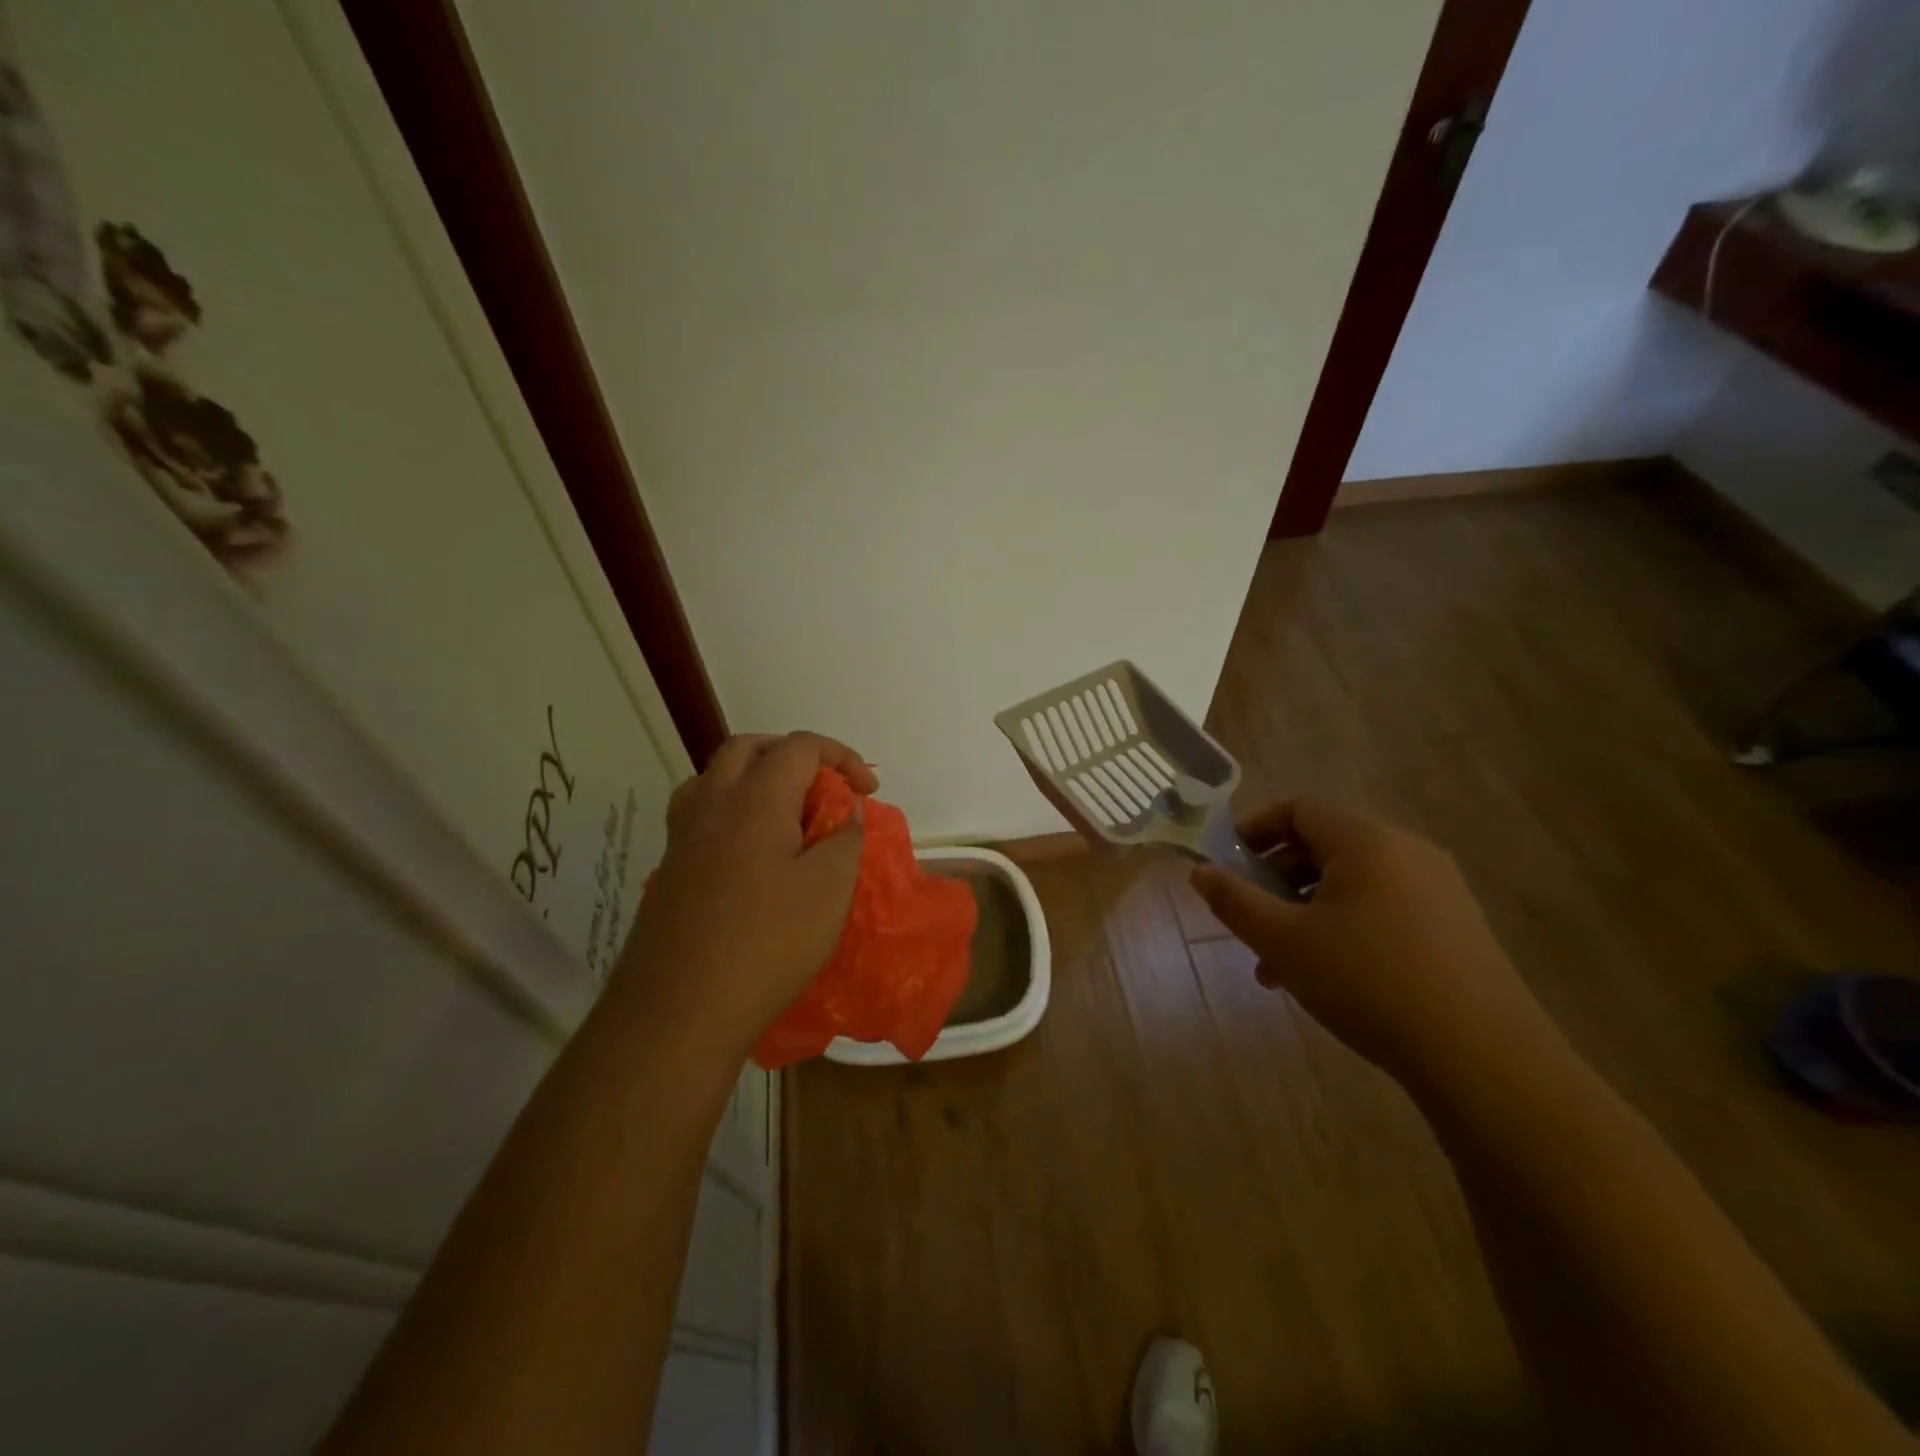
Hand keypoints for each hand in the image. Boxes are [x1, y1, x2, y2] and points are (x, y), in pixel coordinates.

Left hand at [613, 733, 876, 1057]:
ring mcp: (683, 834)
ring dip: (758, 776)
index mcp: (755, 799)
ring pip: (718, 775)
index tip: (867, 793)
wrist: (678, 1010)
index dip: (841, 757)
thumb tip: (845, 812)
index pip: (800, 746)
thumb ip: (844, 838)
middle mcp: (711, 802)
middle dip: (795, 756)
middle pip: (751, 748)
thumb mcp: (829, 890)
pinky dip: (734, 807)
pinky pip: (702, 810)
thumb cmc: (766, 944)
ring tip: (788, 812)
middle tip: (825, 789)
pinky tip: (752, 849)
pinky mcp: (670, 866)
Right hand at [1190, 799, 1553, 1085]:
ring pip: (1351, 885)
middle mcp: (1407, 853)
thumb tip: (1200, 871)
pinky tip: (1326, 979)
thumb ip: (1234, 901)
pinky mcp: (1455, 929)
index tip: (1227, 865)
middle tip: (1250, 920)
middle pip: (1324, 847)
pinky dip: (1344, 928)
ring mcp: (1438, 892)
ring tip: (1278, 965)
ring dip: (1305, 912)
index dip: (1256, 830)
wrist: (1483, 1059)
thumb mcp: (1284, 941)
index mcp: (1367, 842)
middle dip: (1276, 880)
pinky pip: (1382, 910)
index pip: (1300, 809)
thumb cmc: (1368, 982)